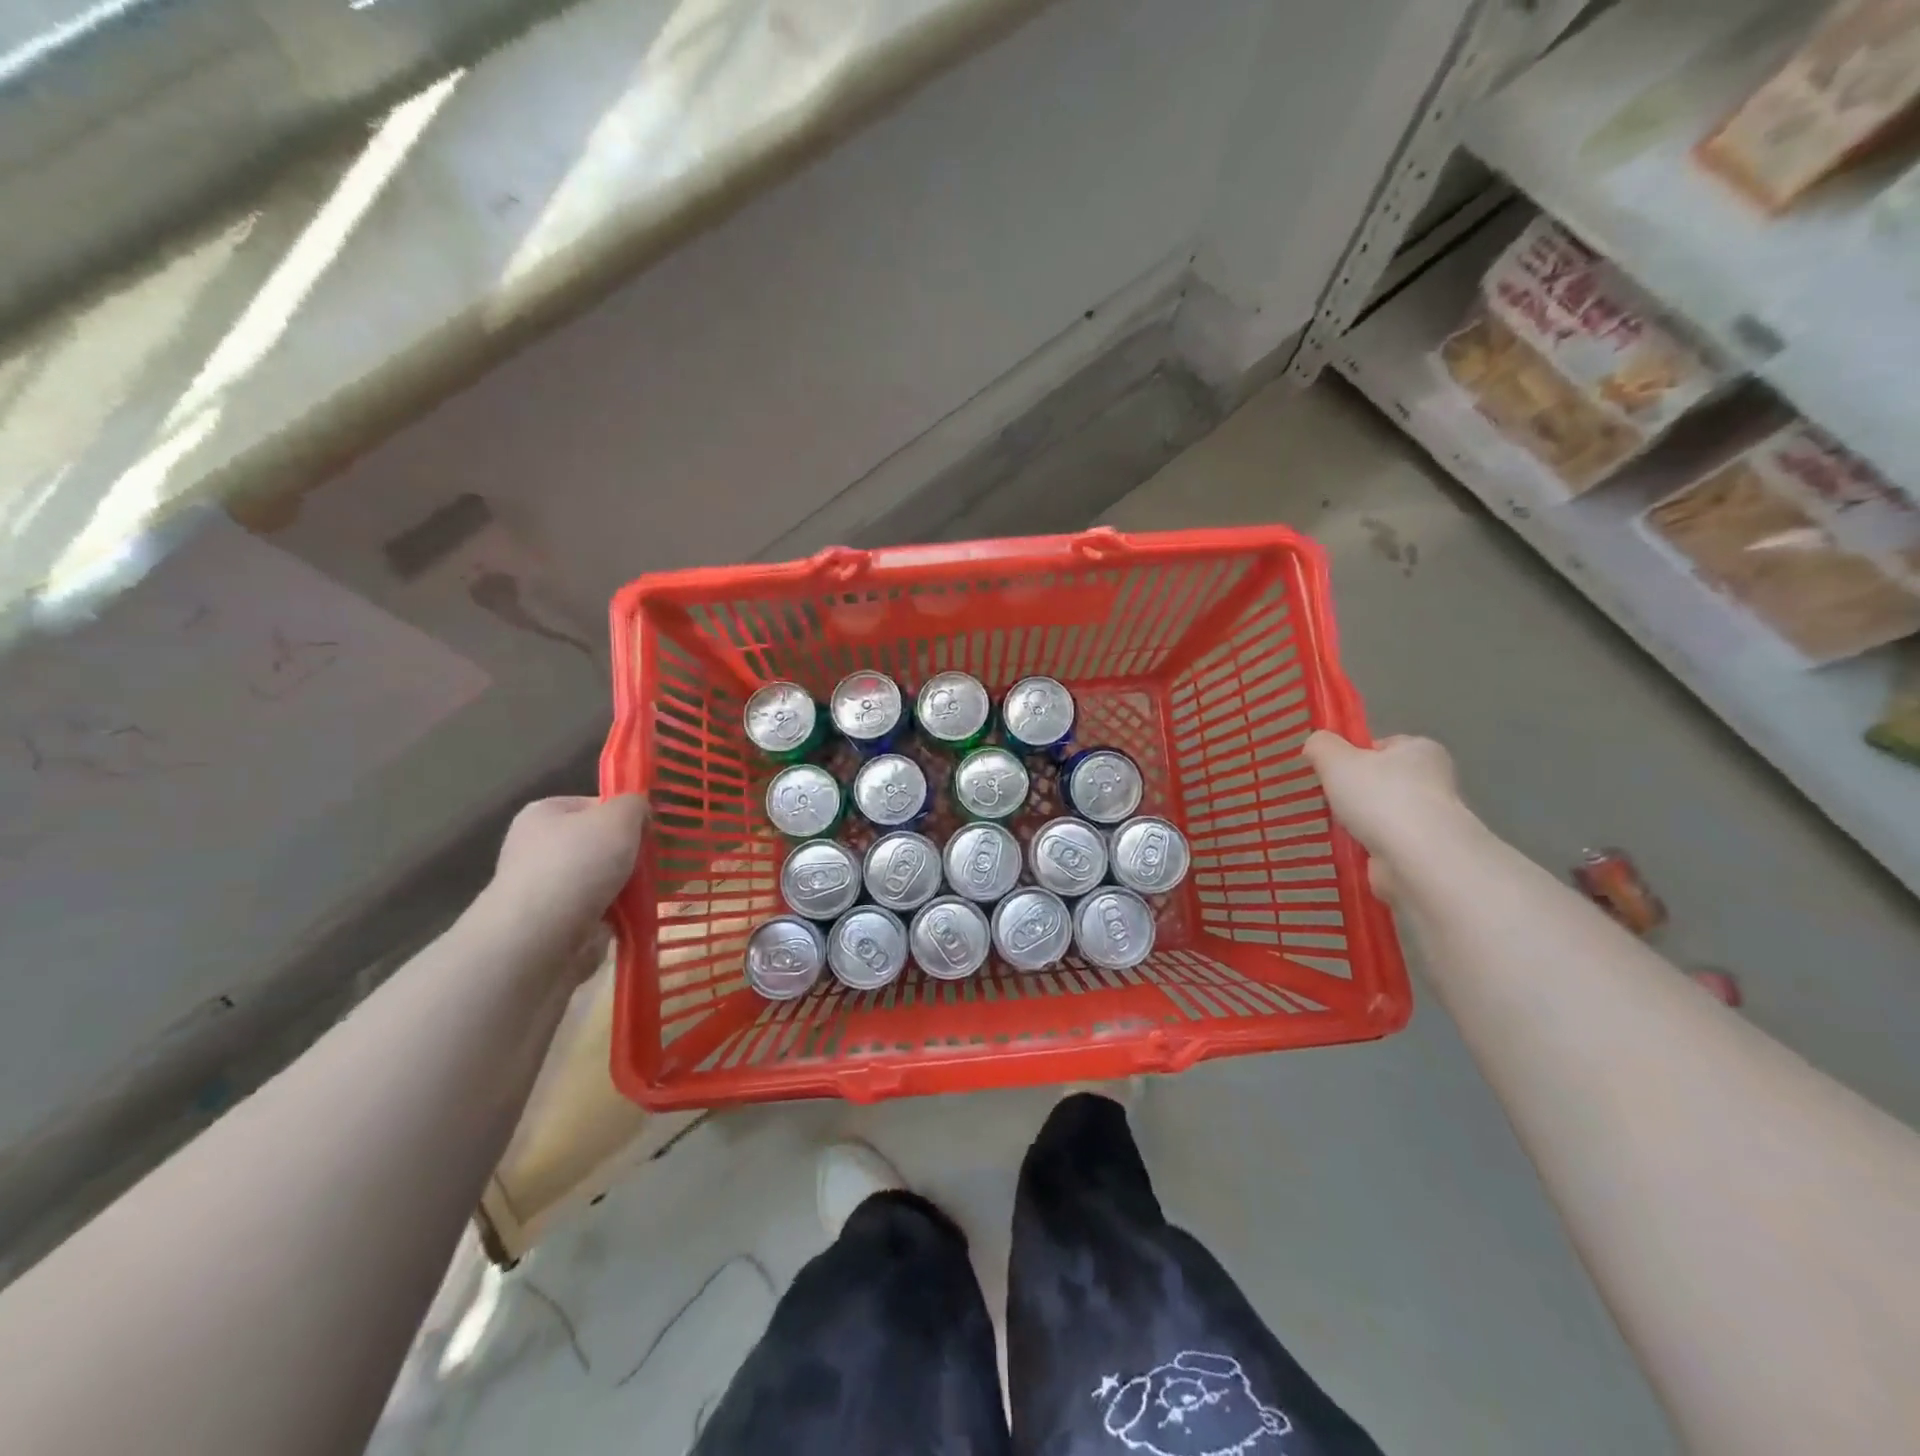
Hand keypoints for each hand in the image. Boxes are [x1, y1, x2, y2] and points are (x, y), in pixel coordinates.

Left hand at [488, 795, 646, 972]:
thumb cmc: (578, 864)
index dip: (624, 815)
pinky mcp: (555, 924)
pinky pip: (600, 911)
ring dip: (627, 886)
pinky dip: (619, 915)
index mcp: (544, 814)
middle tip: (652, 862)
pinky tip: (637, 915)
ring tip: (651, 891)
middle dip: (628, 854)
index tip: (647, 830)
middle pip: (599, 844)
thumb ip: (634, 804)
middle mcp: (538, 848)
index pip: (593, 805)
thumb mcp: (619, 817)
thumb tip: (639, 811)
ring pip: (602, 880)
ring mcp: (545, 889)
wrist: (542, 938)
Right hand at [1303, 730, 1469, 899]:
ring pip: (1381, 815)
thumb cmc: (1380, 797)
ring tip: (1330, 828)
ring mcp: (1430, 820)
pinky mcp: (1423, 853)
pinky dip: (1364, 848)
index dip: (1353, 756)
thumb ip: (1321, 746)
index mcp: (1421, 750)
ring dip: (1358, 823)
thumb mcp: (1335, 759)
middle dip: (1354, 793)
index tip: (1331, 772)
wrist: (1416, 858)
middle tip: (1326, 801)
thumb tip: (1316, 745)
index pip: (1382, 746)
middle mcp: (1433, 781)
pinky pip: (1383, 844)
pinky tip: (1344, 851)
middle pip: (1382, 781)